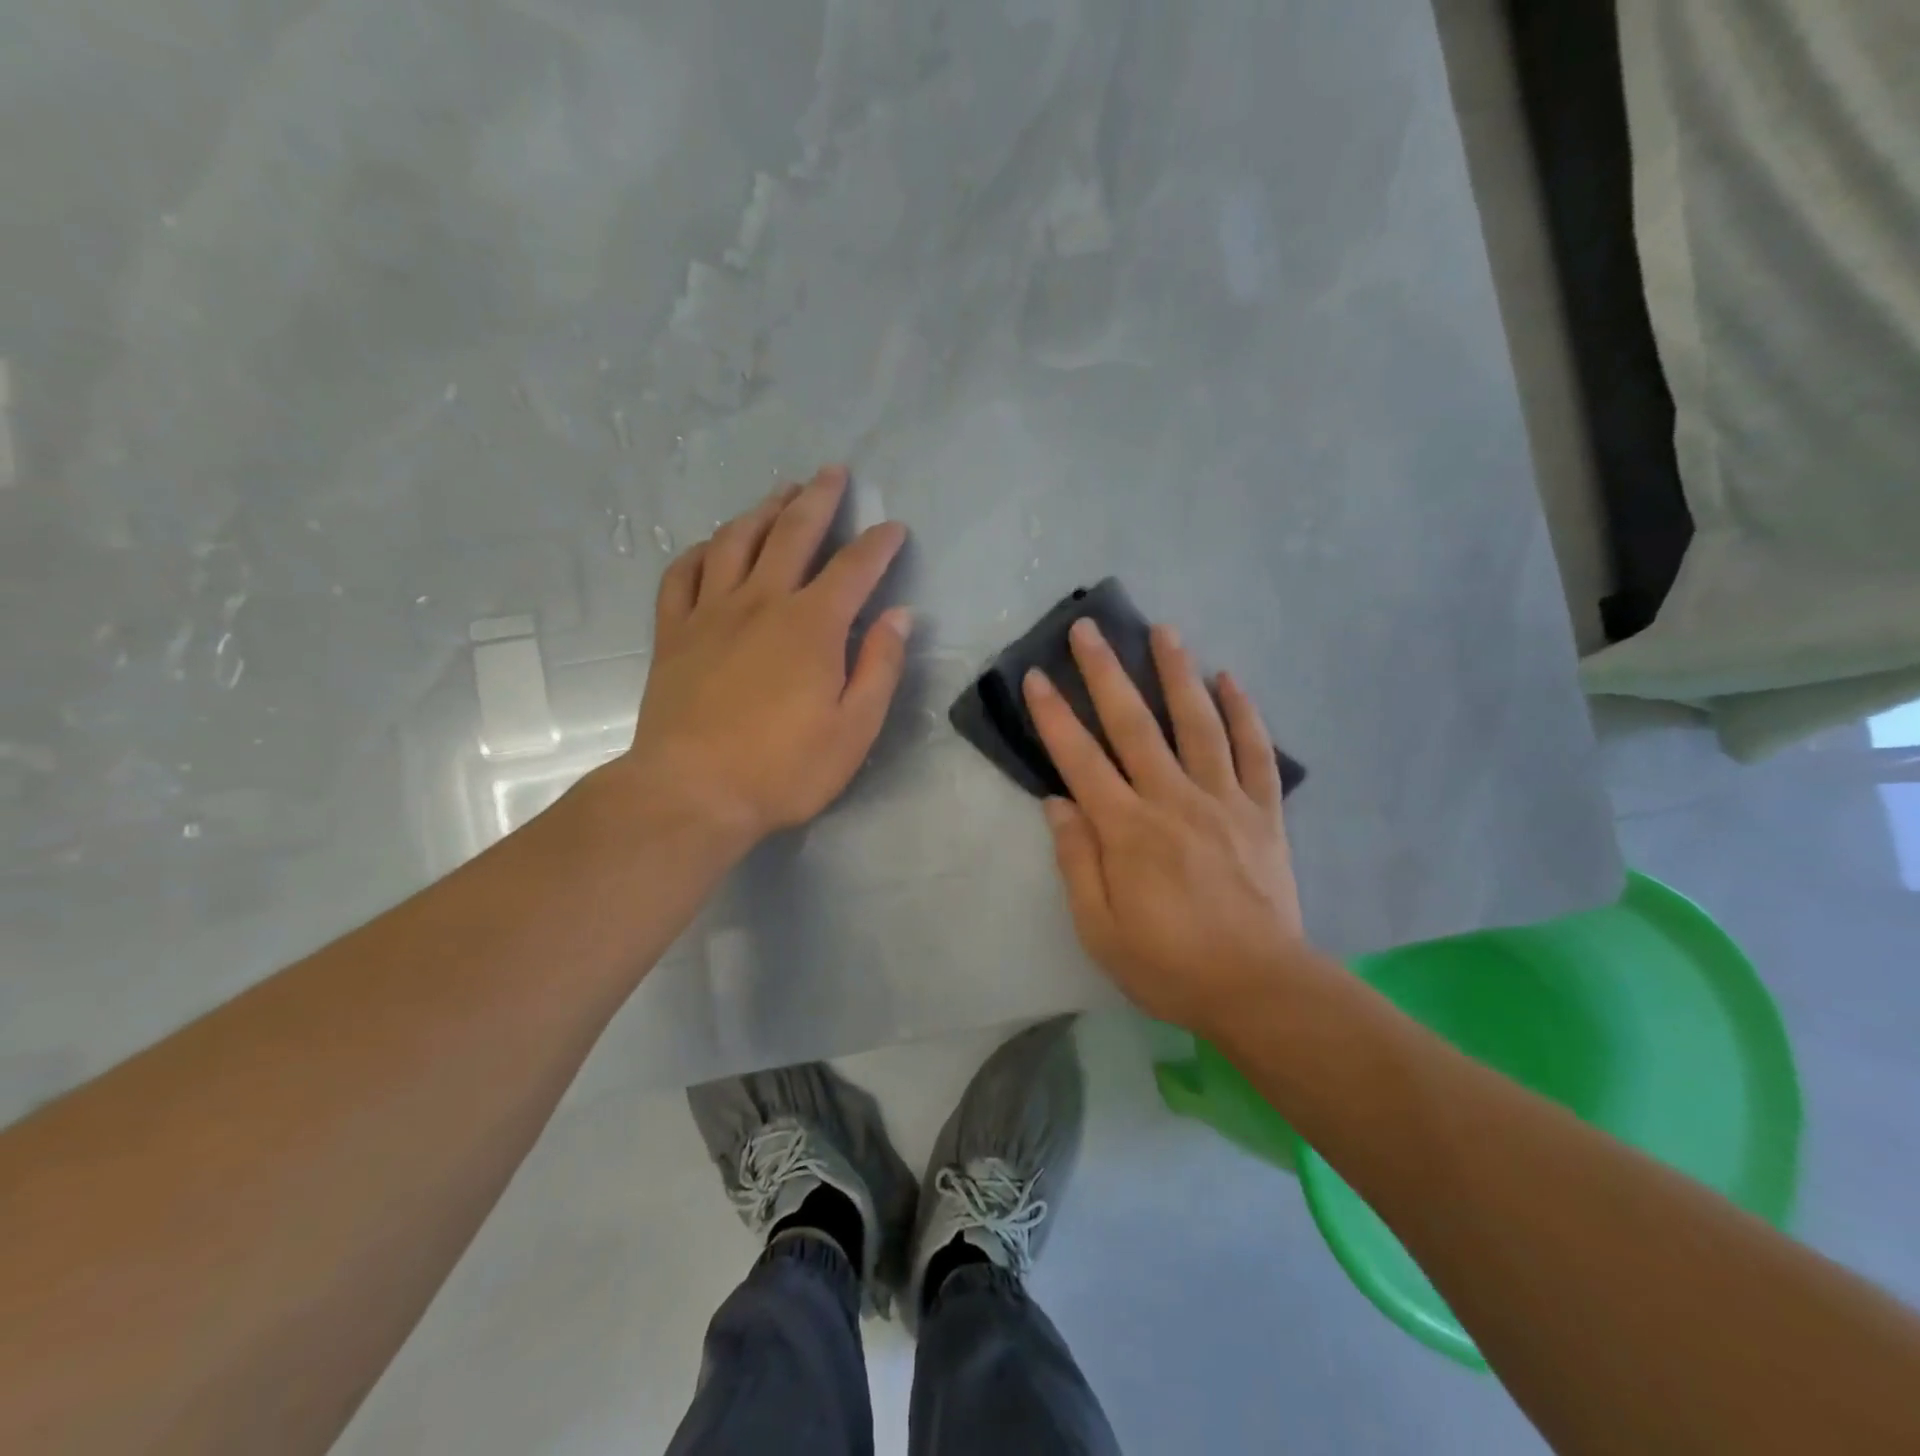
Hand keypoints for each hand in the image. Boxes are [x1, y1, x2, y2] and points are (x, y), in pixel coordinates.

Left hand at [614, 466, 910, 850]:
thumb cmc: (783, 768)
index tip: (894, 527)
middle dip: (818, 499)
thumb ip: (879, 667)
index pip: (853, 568)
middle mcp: (761, 602)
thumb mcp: (854, 729)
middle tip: (833, 472)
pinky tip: (713, 546)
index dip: (877, 544)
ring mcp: (710, 613)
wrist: (691, 793)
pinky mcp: (673, 633)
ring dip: (762, 510)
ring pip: (736, 541)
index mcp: (812, 626)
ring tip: (780, 493)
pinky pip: (682, 574)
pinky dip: (702, 551)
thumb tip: (900, 616)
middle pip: (792, 534)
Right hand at [1024, 619, 1307, 1034]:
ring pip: (1197, 722)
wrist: (1260, 988)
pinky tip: (1230, 679)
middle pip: (1134, 724)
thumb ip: (1076, 861)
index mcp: (1127, 830)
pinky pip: (1255, 751)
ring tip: (1163, 630)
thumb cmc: (1170, 964)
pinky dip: (1244, 712)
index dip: (1054, 716)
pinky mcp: (1263, 811)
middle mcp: (1172, 800)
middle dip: (1106, 672)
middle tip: (1088, 628)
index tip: (1036, 676)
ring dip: (1177, 672)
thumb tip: (1057, 802)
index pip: (1080, 759)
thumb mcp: (1100, 929)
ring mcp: (1223, 800)